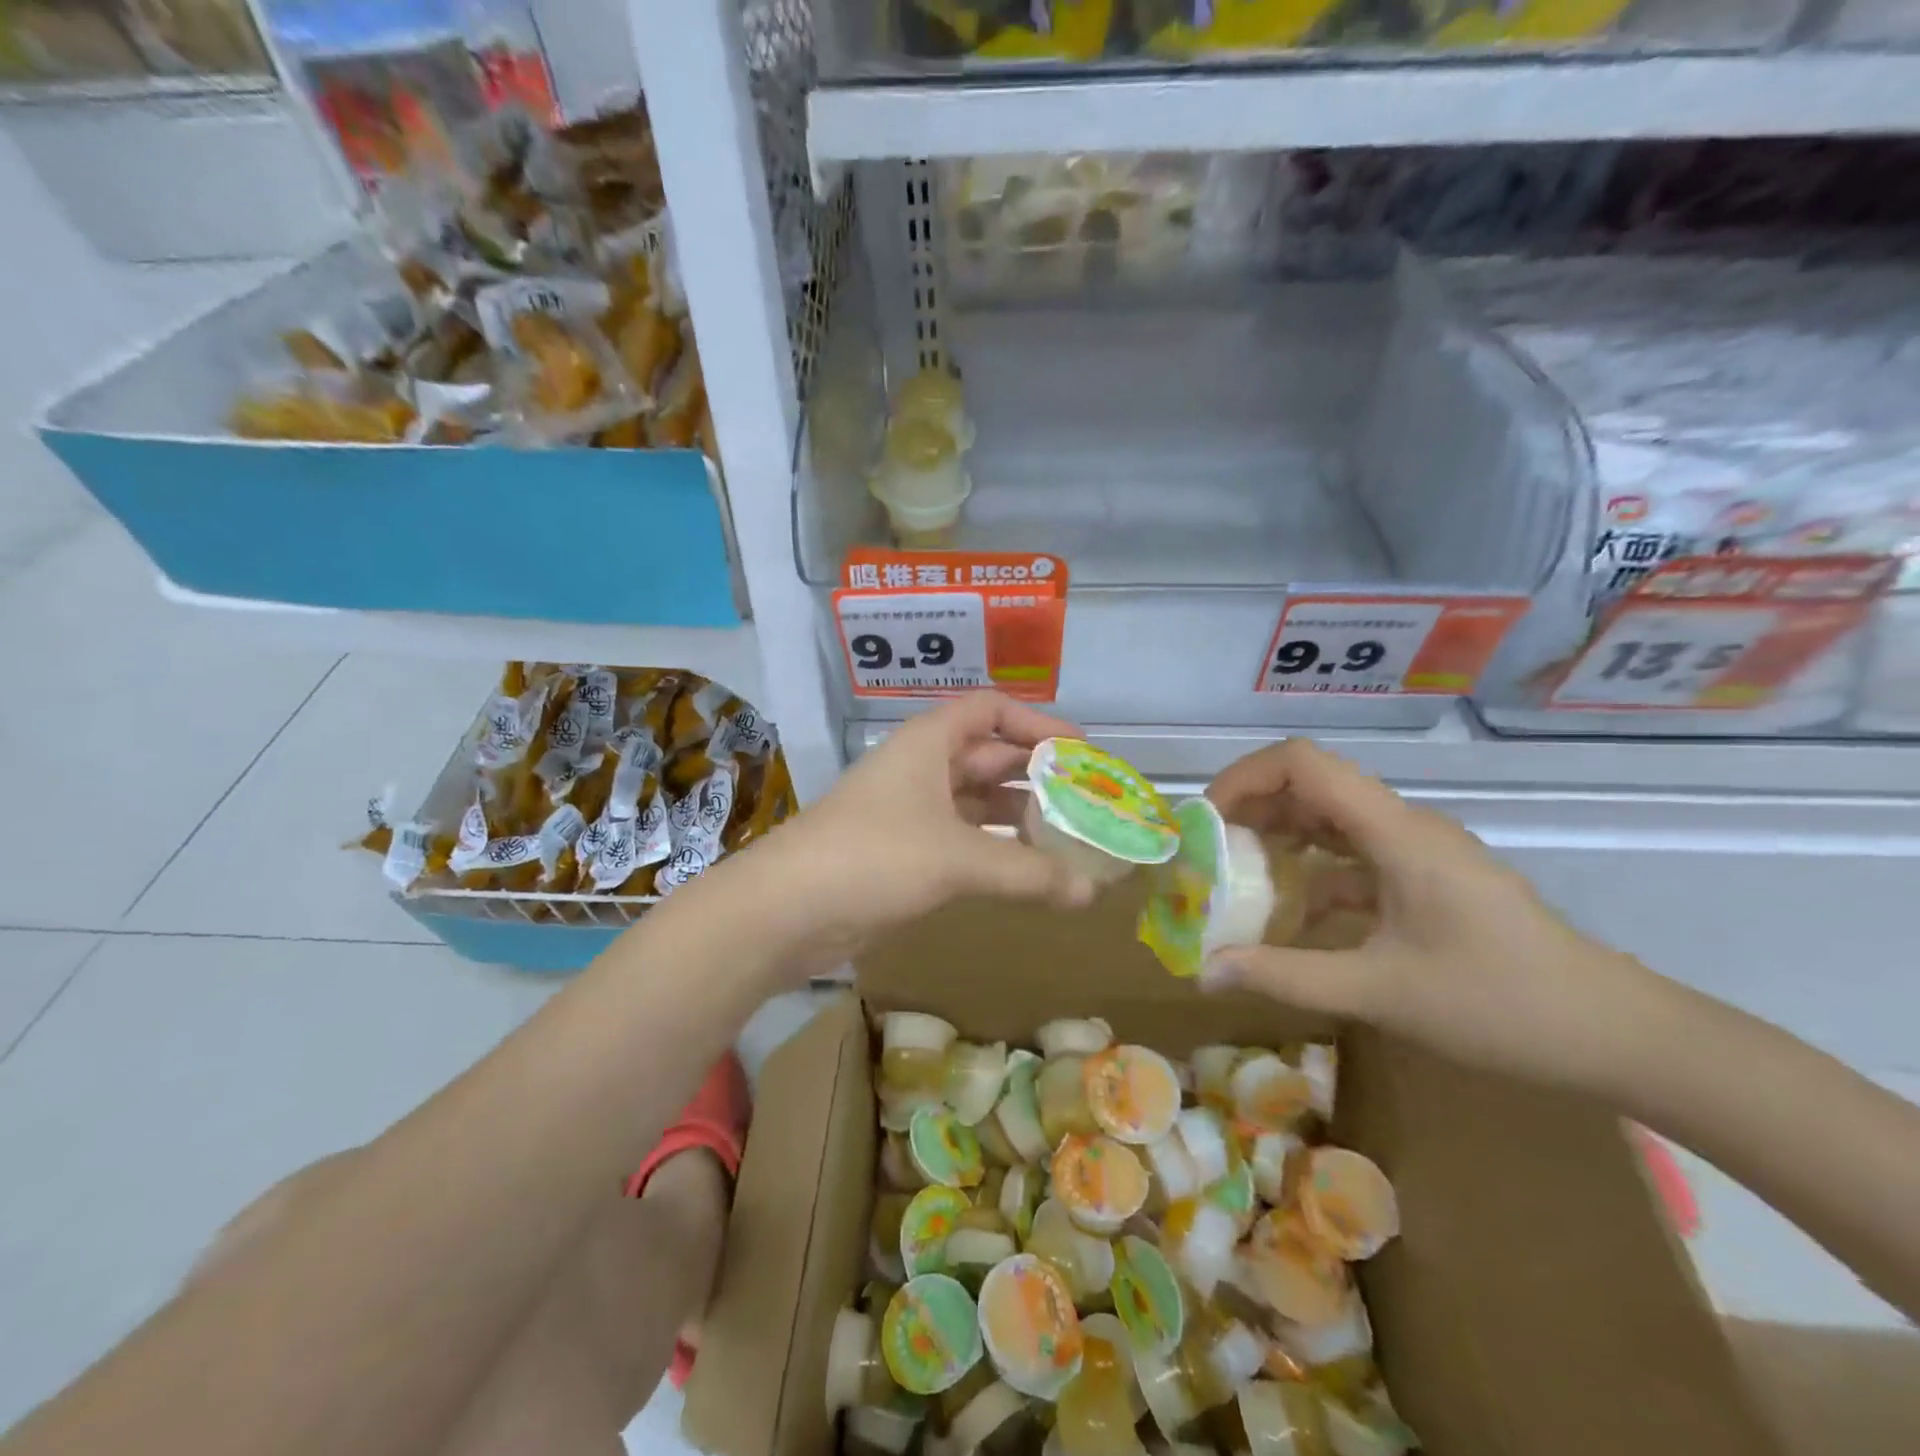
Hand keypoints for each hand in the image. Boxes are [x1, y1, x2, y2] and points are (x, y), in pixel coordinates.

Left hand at [755, 692, 1097, 949]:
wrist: (785, 910)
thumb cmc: (874, 857)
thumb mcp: (957, 859)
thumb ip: (1028, 872)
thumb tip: (1094, 892)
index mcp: (929, 742)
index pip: (992, 710)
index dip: (1038, 723)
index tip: (1082, 752)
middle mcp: (921, 768)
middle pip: (989, 757)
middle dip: (1037, 776)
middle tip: (1088, 802)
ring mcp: (910, 811)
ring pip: (976, 802)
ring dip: (1018, 816)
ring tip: (1069, 839)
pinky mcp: (903, 852)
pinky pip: (962, 839)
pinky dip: (995, 850)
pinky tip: (1027, 871)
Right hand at [1202, 738, 1667, 1091]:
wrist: (1618, 1035)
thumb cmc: (1501, 1005)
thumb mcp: (1380, 993)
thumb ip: (1286, 976)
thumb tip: (1206, 971)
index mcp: (1395, 833)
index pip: (1303, 763)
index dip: (1244, 778)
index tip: (1208, 822)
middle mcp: (1404, 826)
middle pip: (1312, 785)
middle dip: (1252, 810)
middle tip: (1210, 854)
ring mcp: (1419, 851)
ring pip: (1332, 820)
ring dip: (1280, 839)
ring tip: (1238, 879)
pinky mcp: (1428, 878)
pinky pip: (1354, 856)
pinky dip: (1313, 872)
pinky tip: (1292, 915)